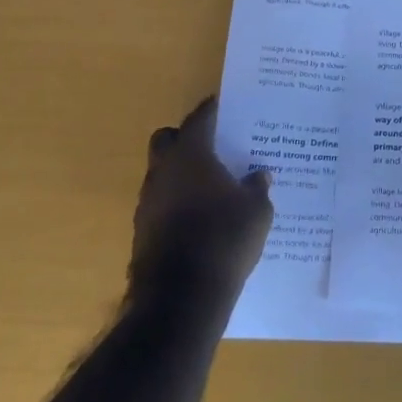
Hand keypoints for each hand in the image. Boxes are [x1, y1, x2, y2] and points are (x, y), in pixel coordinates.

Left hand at [131, 97, 273, 302]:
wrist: (181, 296)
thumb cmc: (224, 239)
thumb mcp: (257, 212)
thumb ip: (257, 188)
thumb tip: (259, 175)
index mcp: (190, 155)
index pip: (199, 119)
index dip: (212, 110)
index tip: (224, 105)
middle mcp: (163, 171)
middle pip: (168, 139)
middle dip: (186, 139)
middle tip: (213, 148)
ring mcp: (148, 201)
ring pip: (162, 173)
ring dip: (181, 174)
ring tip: (211, 187)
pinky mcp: (143, 230)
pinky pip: (161, 203)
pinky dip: (177, 203)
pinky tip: (200, 218)